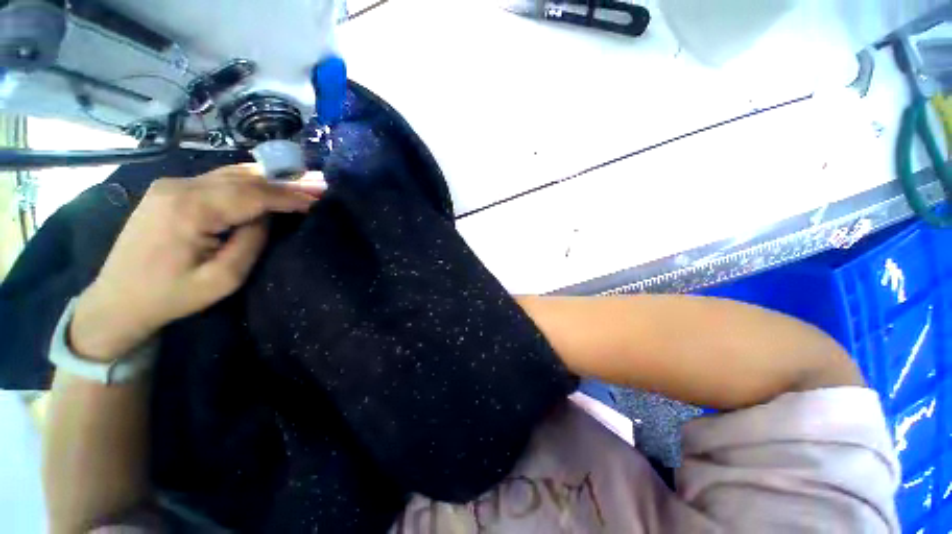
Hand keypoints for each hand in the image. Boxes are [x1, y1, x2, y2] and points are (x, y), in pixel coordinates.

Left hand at [70, 165, 324, 360]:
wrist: (116, 300)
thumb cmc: (171, 296)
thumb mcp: (223, 279)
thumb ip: (251, 242)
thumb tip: (267, 216)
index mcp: (190, 209)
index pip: (253, 194)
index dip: (290, 195)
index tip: (321, 196)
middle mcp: (179, 187)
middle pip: (244, 178)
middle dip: (286, 181)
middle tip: (319, 182)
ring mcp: (171, 185)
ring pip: (231, 174)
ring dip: (269, 178)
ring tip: (302, 180)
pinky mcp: (169, 190)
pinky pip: (218, 179)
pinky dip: (249, 181)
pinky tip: (268, 184)